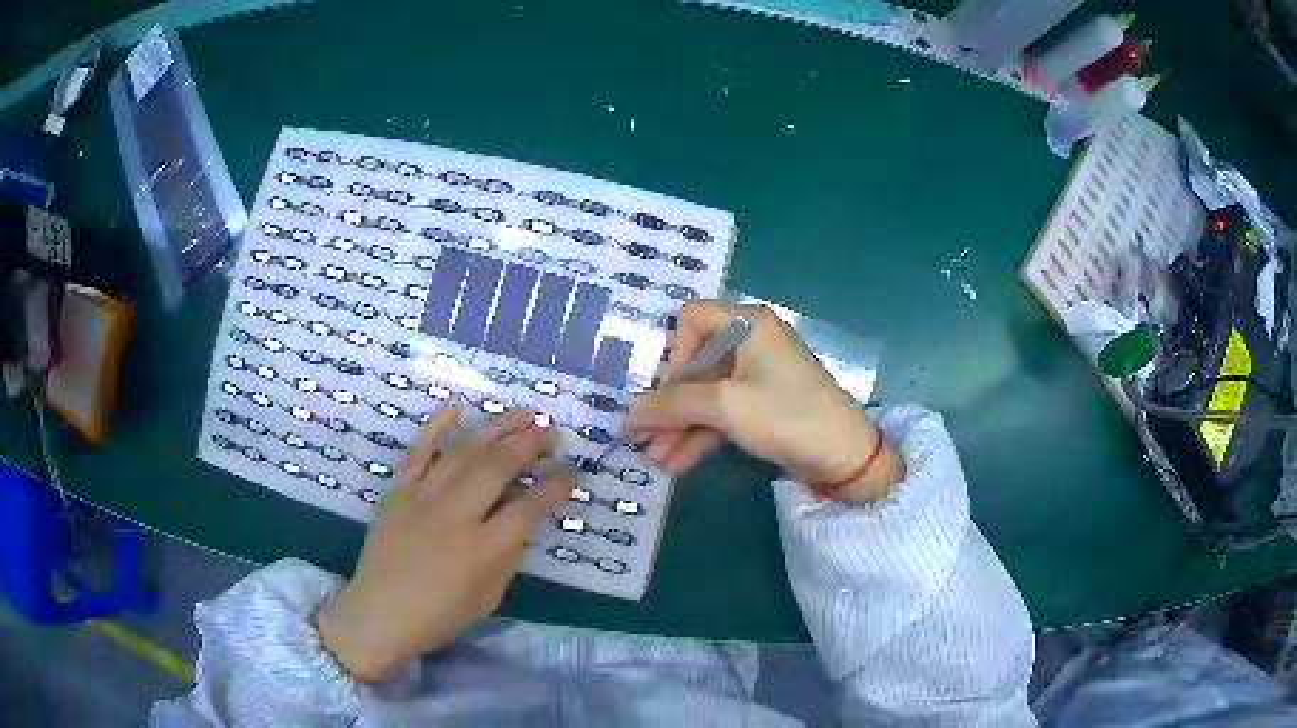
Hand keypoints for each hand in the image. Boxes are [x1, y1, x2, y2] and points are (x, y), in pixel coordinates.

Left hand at [316, 404, 570, 681]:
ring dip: (496, 427)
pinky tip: (457, 405)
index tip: (573, 471)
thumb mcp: (489, 597)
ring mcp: (421, 499)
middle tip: (552, 432)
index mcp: (482, 550)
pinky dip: (437, 426)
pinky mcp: (397, 492)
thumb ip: (509, 555)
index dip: (556, 486)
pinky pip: (418, 452)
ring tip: (523, 413)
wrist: (379, 613)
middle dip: (530, 444)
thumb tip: (523, 518)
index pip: (528, 508)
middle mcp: (454, 516)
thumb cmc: (440, 615)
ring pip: (463, 451)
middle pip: (497, 467)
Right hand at [627, 301, 903, 501]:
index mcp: (747, 324)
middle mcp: (752, 343)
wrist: (845, 456)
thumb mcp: (726, 406)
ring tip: (655, 461)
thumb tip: (628, 413)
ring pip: (707, 395)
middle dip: (668, 404)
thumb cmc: (787, 415)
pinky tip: (676, 464)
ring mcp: (759, 377)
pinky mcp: (764, 406)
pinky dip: (700, 435)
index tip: (665, 391)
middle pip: (695, 365)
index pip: (692, 319)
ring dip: (679, 426)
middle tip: (641, 438)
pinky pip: (723, 413)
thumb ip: (673, 405)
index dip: (673, 353)